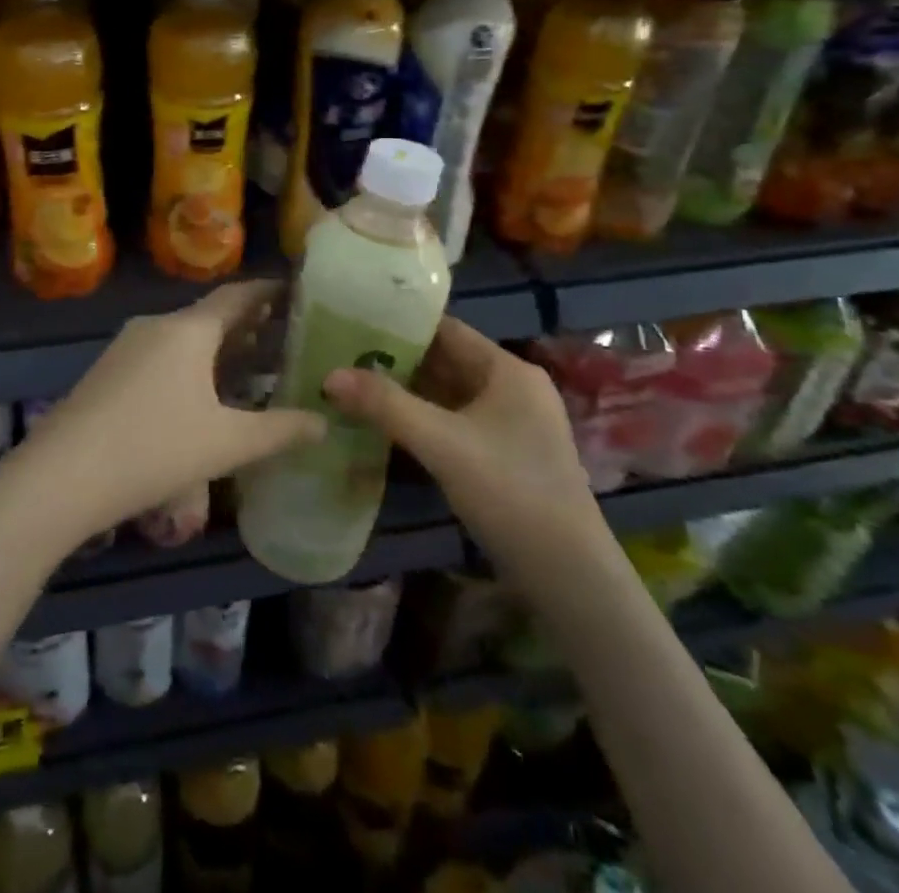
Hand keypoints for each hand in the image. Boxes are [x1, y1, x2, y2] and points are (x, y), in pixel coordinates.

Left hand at [0, 282, 325, 557]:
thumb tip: (324, 423)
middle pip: (209, 315)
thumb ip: (280, 431)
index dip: (268, 292)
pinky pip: (160, 354)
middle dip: (246, 324)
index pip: (237, 295)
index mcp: (188, 329)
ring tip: (248, 366)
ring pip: (183, 336)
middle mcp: (156, 325)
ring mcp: (126, 346)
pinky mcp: (107, 371)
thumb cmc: (154, 449)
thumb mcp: (226, 444)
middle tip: (282, 334)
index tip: (295, 291)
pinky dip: (189, 363)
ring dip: (216, 347)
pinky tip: (199, 394)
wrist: (61, 476)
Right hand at [325, 316, 604, 579]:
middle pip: (446, 362)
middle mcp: (512, 388)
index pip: (446, 330)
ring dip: (406, 392)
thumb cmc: (510, 492)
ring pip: (448, 395)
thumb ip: (385, 405)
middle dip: (396, 361)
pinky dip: (422, 420)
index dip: (400, 324)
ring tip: (353, 385)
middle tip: (342, 355)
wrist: (568, 576)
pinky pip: (454, 423)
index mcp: (508, 370)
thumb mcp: (442, 444)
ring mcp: (511, 424)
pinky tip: (384, 425)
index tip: (354, 322)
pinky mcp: (504, 455)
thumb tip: (329, 375)